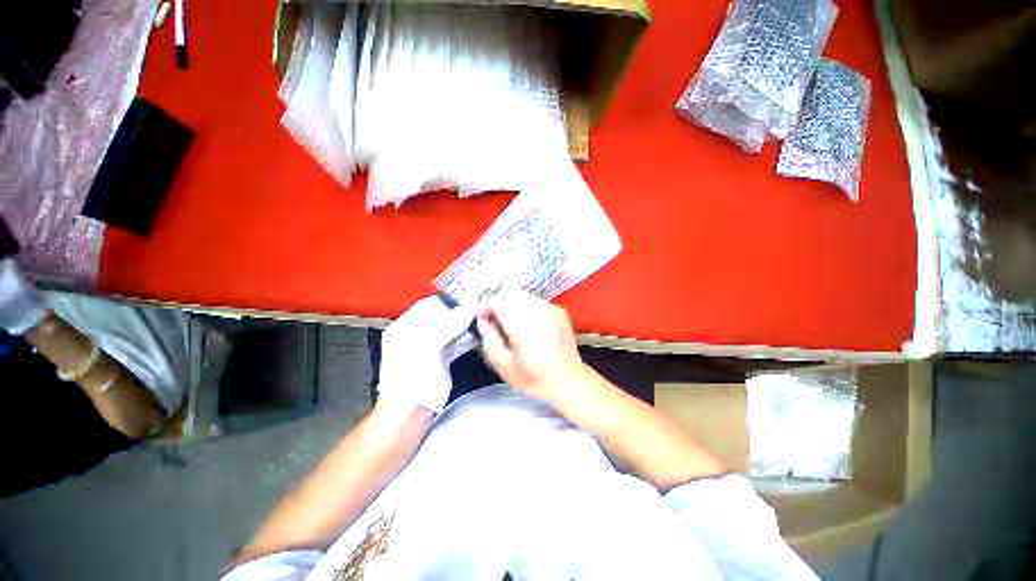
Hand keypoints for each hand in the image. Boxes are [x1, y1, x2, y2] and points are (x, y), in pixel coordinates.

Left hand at [377, 296, 475, 412]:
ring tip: (482, 317)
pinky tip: (479, 333)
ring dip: (464, 324)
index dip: (447, 301)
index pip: (428, 305)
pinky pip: (455, 342)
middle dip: (459, 312)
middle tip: (479, 306)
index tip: (467, 297)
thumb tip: (468, 309)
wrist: (411, 410)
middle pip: (441, 316)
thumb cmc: (413, 374)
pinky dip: (466, 338)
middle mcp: (417, 333)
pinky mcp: (442, 358)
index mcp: (406, 326)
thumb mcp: (428, 344)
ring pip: (450, 329)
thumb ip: (448, 324)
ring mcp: (430, 346)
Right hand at [476, 289, 587, 406]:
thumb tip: (484, 320)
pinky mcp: (558, 309)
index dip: (485, 306)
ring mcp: (550, 308)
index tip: (480, 318)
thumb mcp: (503, 367)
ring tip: (509, 323)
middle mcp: (539, 311)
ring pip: (522, 294)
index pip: (499, 301)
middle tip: (493, 321)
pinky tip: (526, 324)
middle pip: (509, 292)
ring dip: (510, 304)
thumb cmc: (534, 378)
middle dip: (496, 303)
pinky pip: (533, 300)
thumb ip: (489, 340)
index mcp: (524, 326)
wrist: (570, 380)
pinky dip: (523, 306)